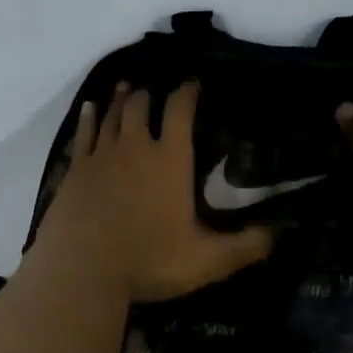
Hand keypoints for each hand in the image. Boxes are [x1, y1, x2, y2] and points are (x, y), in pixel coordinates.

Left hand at [28, 81, 274, 302]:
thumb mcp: (207, 261)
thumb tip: (277, 234)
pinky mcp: (75, 170)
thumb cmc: (148, 260)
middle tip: (154, 89)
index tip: (192, 82)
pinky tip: (89, 108)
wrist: (82, 269)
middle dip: (150, 94)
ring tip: (127, 88)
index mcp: (170, 160)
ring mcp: (101, 156)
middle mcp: (135, 148)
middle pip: (141, 106)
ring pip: (112, 115)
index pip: (180, 111)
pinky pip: (83, 133)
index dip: (187, 92)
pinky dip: (88, 117)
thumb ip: (245, 246)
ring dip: (121, 99)